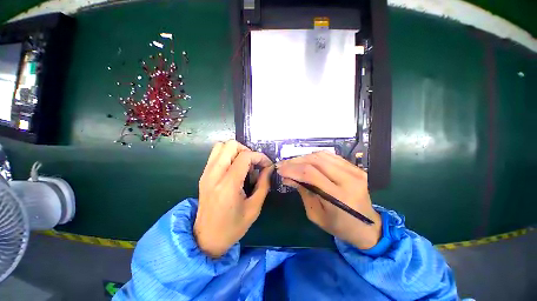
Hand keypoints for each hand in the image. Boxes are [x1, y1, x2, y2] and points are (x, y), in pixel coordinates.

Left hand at [194, 140, 273, 257]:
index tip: (267, 165)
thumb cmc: (232, 227)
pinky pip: (216, 155)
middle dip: (247, 150)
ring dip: (236, 151)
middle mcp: (214, 175)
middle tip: (254, 164)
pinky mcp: (203, 175)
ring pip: (221, 146)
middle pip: (230, 145)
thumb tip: (269, 168)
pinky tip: (235, 169)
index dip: (259, 157)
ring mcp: (206, 173)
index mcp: (228, 185)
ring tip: (244, 165)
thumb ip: (263, 184)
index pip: (245, 157)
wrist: (206, 238)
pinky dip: (228, 155)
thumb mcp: (254, 208)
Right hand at [276, 151, 381, 249]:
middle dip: (295, 161)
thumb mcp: (316, 214)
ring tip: (292, 163)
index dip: (292, 169)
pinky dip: (315, 156)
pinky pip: (330, 156)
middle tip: (283, 165)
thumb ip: (303, 192)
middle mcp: (349, 179)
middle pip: (315, 161)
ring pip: (322, 155)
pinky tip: (306, 161)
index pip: (310, 174)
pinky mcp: (355, 167)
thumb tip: (288, 177)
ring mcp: (354, 171)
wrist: (367, 226)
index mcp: (339, 196)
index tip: (279, 169)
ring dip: (303, 157)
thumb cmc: (339, 226)